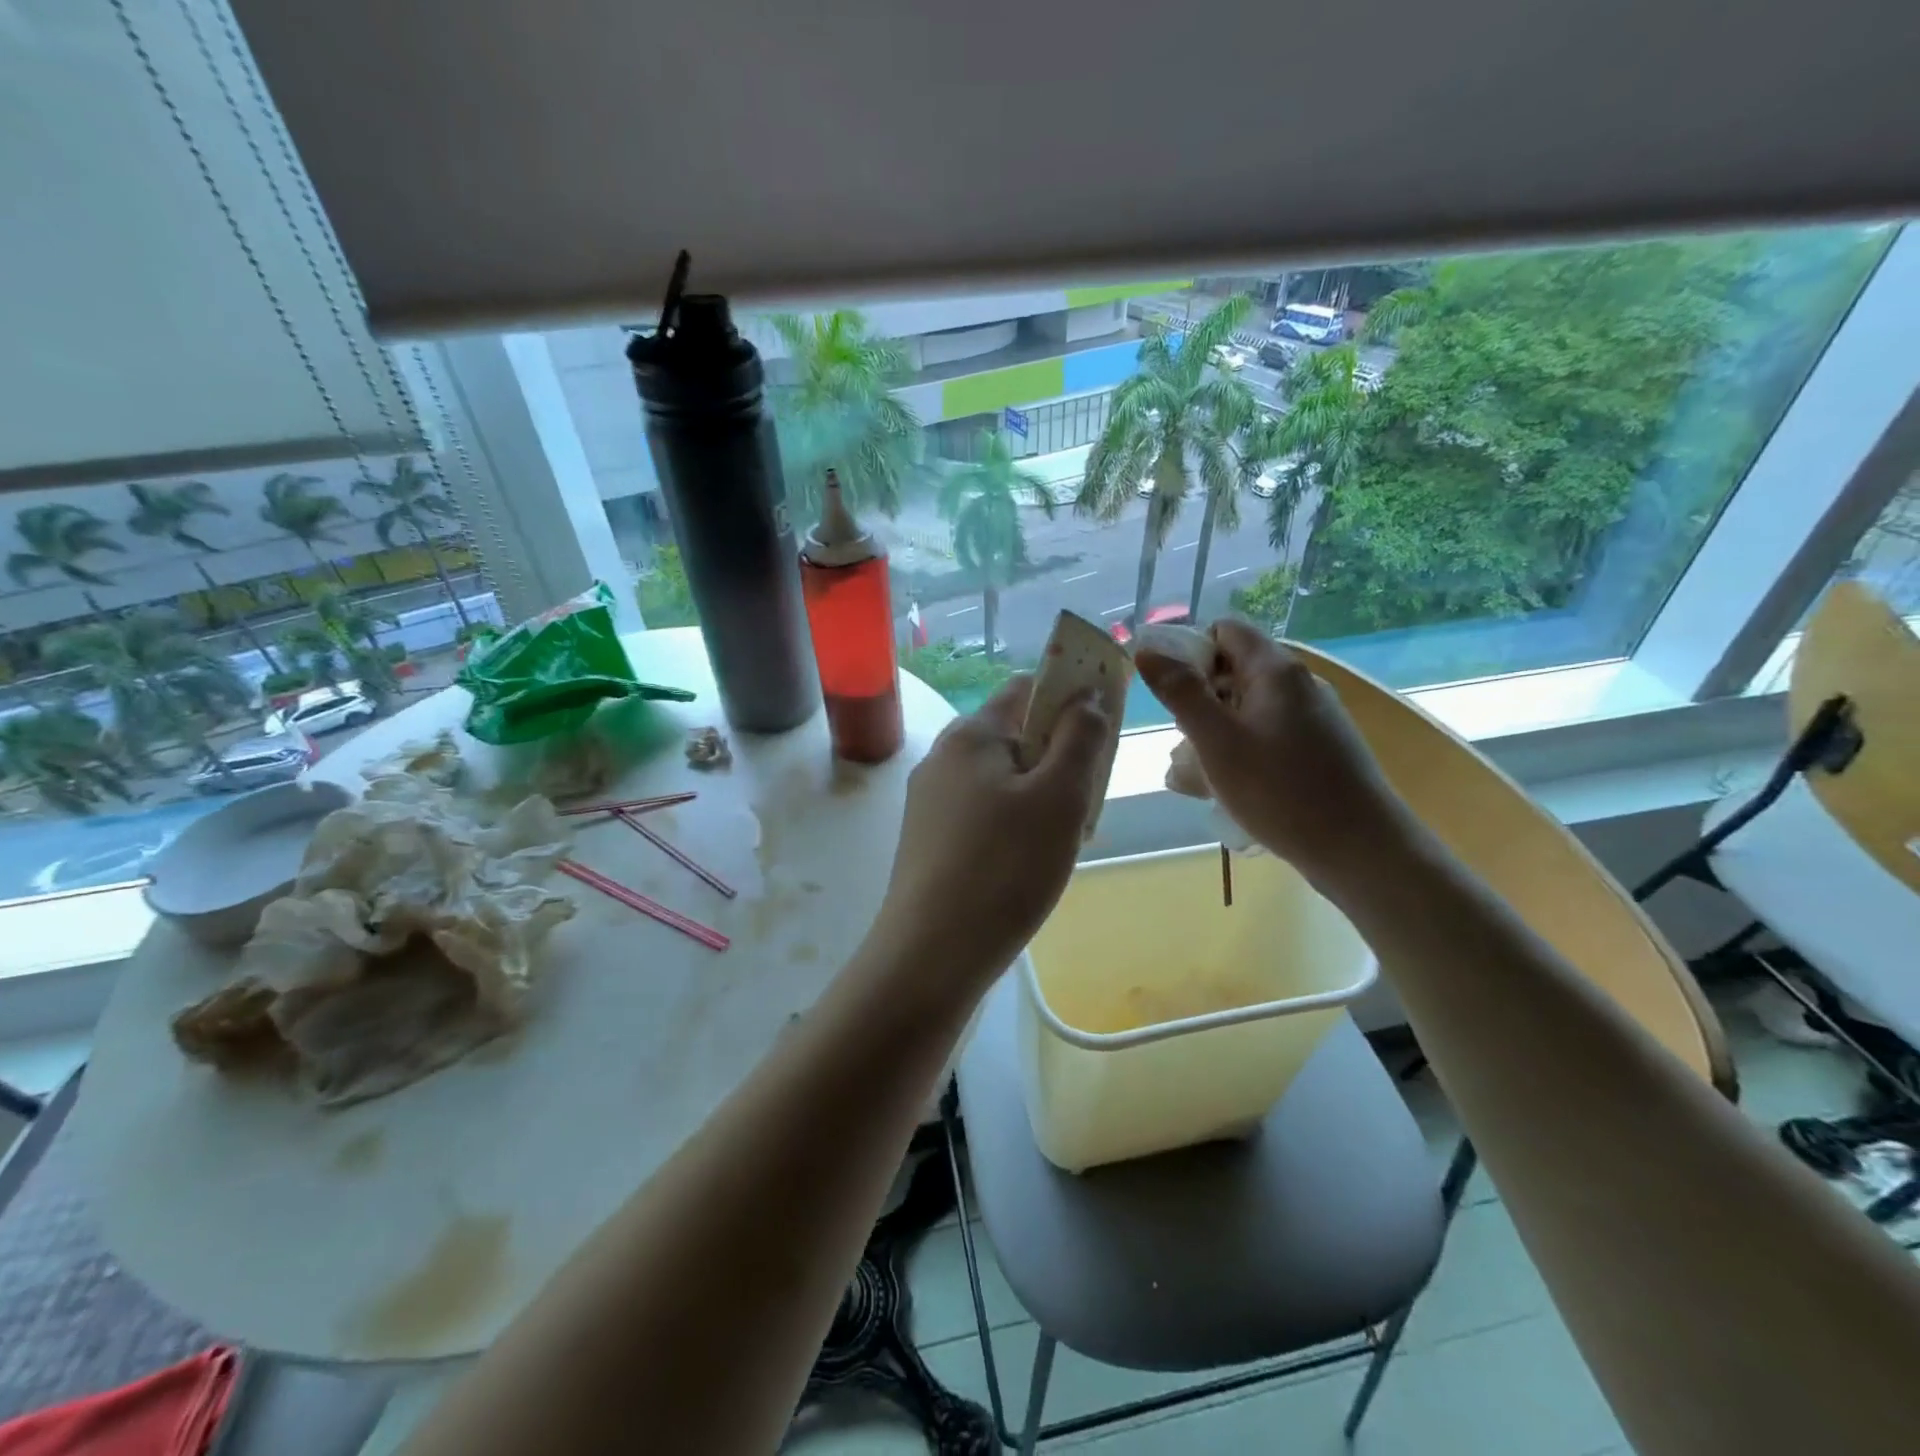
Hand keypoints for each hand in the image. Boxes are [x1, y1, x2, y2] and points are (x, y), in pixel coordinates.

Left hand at [865, 676, 1108, 995]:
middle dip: (1059, 759)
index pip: (1028, 688)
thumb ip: (1080, 738)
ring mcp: (930, 801)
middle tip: (1087, 803)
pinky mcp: (929, 839)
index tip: (1105, 729)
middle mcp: (943, 758)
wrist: (932, 954)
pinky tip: (1029, 864)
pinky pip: (984, 813)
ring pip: (1003, 780)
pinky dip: (1015, 825)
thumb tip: (1088, 695)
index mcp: (970, 734)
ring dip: (1041, 798)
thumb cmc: (1005, 867)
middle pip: (1016, 736)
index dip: (1072, 696)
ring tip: (1064, 842)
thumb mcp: (1060, 798)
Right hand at [1134, 620, 1414, 888]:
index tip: (1170, 694)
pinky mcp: (1320, 748)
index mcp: (1276, 670)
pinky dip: (1241, 749)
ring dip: (1215, 730)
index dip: (1190, 652)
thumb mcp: (1217, 741)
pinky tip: (1229, 787)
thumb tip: (1147, 650)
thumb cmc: (1280, 791)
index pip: (1225, 631)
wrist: (1360, 849)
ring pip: (1248, 706)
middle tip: (1181, 741)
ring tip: (1194, 775)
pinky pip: (1267, 733)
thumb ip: (1181, 693)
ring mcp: (1314, 717)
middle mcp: (1299, 683)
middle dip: (1198, 699)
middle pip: (1235, 669)